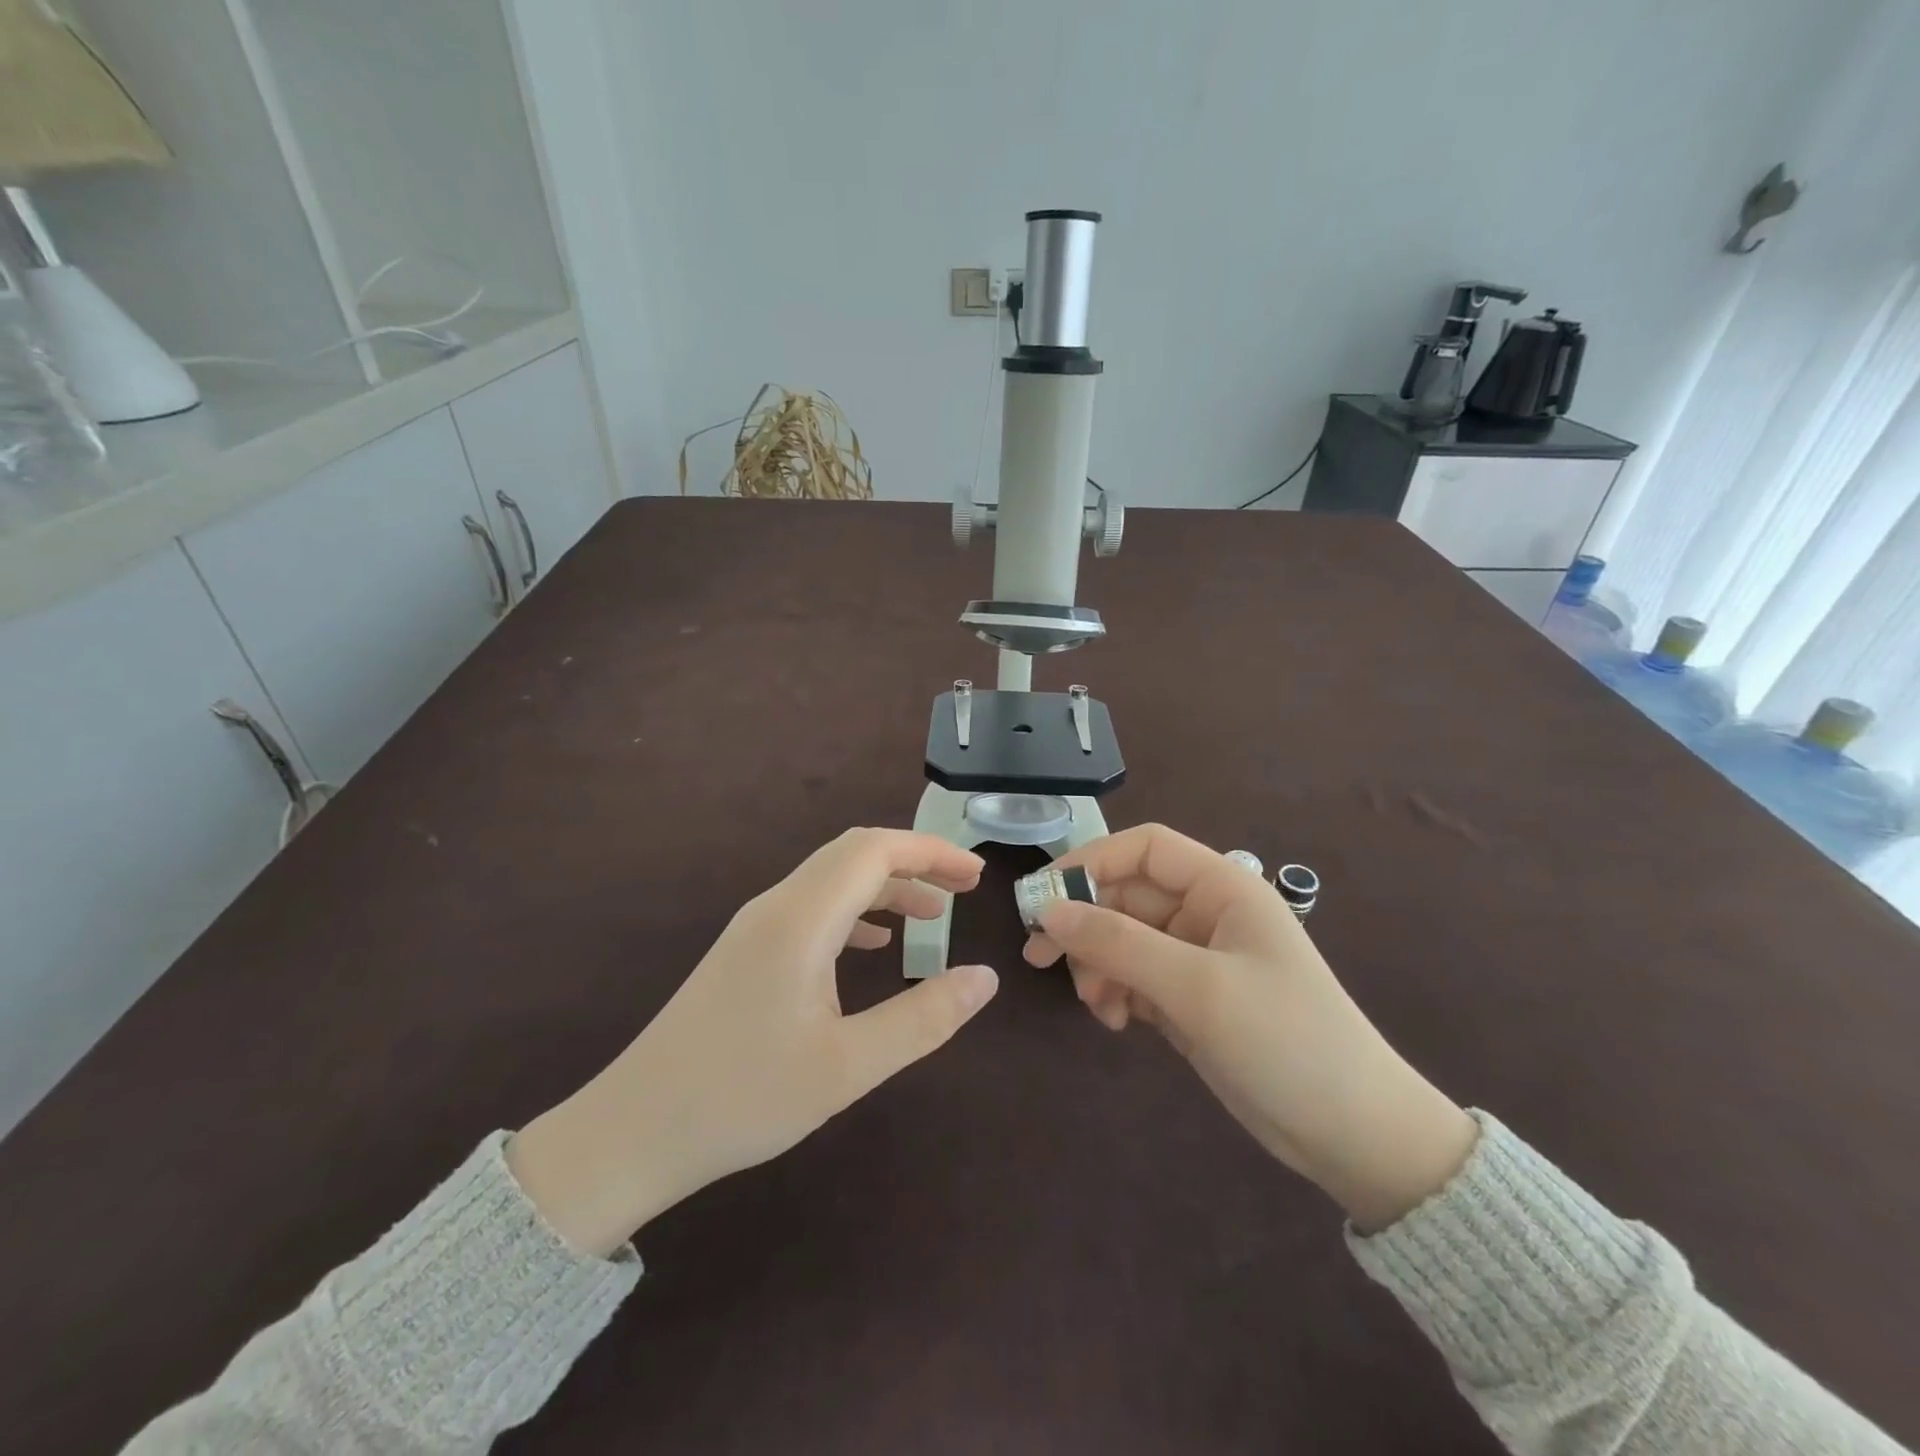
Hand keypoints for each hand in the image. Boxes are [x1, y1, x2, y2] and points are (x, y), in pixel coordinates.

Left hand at [509, 829, 998, 1254]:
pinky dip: (855, 911)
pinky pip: (812, 907)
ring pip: (832, 880)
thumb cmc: (743, 1098)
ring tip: (930, 917)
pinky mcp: (745, 951)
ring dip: (885, 886)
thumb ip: (922, 1019)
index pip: (876, 851)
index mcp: (802, 919)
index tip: (977, 878)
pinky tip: (872, 946)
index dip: (932, 853)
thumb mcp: (847, 1067)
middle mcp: (777, 906)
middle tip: (963, 891)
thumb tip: (985, 977)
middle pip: (854, 854)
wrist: (633, 1131)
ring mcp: (756, 927)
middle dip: (914, 862)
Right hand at [1024, 824, 1476, 1229]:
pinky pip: (1135, 977)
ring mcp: (1197, 957)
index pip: (1144, 848)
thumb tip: (1048, 912)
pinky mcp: (1190, 998)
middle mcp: (1207, 913)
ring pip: (1123, 938)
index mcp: (1223, 887)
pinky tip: (1117, 1022)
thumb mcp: (1197, 987)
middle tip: (1038, 956)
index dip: (1090, 861)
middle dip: (1085, 924)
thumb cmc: (1285, 1041)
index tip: (1042, 896)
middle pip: (1126, 895)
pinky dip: (1116, 993)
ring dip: (1099, 965)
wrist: (1355, 1136)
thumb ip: (1118, 943)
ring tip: (1097, 1005)